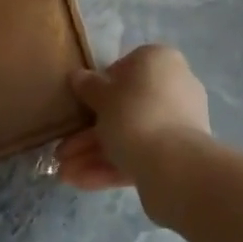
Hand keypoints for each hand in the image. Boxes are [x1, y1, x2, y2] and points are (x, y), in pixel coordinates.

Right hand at [56, 46, 211, 197]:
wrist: (173, 163)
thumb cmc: (134, 114)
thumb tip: (78, 76)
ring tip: (64, 173)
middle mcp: (175, 85)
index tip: (83, 105)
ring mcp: (179, 121)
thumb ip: (89, 86)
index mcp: (160, 60)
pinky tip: (81, 181)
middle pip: (126, 107)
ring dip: (96, 152)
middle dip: (91, 132)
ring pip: (131, 134)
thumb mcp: (102, 97)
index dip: (101, 87)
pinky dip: (113, 165)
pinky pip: (142, 153)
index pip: (126, 68)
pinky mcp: (178, 153)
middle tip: (63, 150)